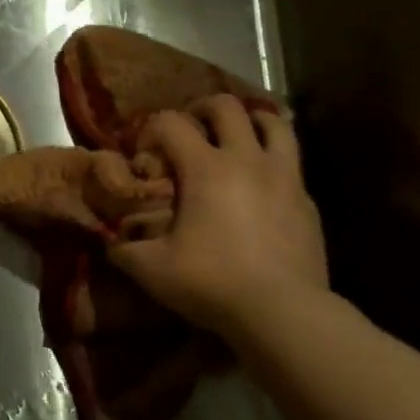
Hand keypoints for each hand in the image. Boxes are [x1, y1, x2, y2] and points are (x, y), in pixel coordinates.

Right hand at [109, 95, 330, 338]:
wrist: (285, 314)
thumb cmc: (213, 283)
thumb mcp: (152, 270)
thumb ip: (125, 250)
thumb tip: (112, 243)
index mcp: (205, 168)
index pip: (171, 122)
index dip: (151, 130)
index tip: (144, 154)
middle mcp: (246, 160)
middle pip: (226, 106)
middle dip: (202, 109)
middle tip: (190, 129)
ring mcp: (284, 177)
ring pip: (273, 123)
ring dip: (250, 121)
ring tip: (234, 139)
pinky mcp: (307, 201)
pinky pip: (291, 163)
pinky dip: (272, 160)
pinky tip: (260, 185)